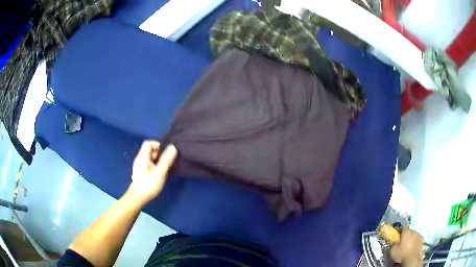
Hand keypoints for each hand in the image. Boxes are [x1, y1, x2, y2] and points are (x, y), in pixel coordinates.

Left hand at [128, 141, 177, 204]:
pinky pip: (148, 163)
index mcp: (142, 157)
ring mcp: (139, 165)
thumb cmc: (148, 185)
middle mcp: (139, 159)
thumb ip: (166, 160)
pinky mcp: (141, 172)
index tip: (165, 153)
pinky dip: (154, 165)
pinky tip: (158, 173)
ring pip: (149, 157)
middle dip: (159, 153)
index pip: (148, 143)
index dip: (157, 145)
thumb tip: (173, 147)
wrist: (138, 198)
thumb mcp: (159, 172)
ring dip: (157, 160)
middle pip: (149, 150)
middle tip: (166, 162)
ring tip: (163, 168)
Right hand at [390, 226, 423, 266]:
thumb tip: (393, 242)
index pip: (404, 227)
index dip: (401, 230)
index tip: (398, 233)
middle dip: (407, 236)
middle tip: (403, 242)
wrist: (412, 259)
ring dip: (412, 239)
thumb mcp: (393, 251)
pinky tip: (413, 249)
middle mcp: (414, 232)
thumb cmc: (402, 254)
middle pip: (410, 232)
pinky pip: (418, 241)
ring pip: (415, 236)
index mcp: (407, 232)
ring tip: (408, 246)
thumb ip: (393, 244)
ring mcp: (419, 237)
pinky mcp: (422, 242)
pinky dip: (415, 244)